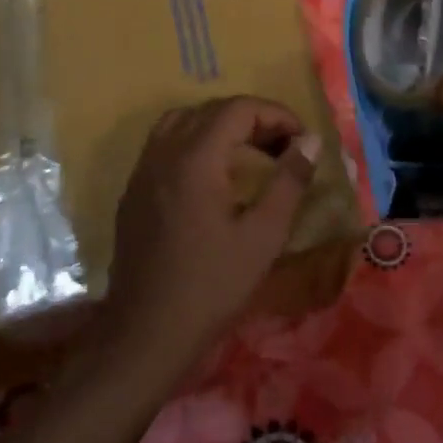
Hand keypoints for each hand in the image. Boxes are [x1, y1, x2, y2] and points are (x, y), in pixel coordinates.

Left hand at [107, 97, 320, 370]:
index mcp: (195, 159)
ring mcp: (142, 172)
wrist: (148, 333)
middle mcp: (163, 153)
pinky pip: (164, 146)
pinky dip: (195, 143)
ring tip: (250, 154)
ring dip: (220, 127)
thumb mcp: (264, 234)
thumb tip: (309, 141)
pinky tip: (214, 177)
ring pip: (182, 122)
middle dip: (253, 120)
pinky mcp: (133, 193)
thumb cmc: (213, 285)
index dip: (276, 115)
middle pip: (210, 110)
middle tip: (284, 148)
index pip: (239, 109)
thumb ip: (289, 180)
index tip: (302, 141)